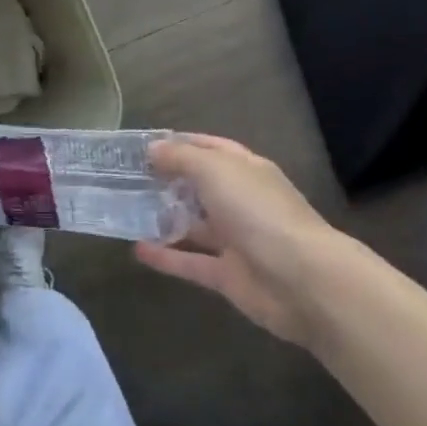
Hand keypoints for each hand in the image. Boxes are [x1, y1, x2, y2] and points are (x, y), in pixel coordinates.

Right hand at [135, 135, 341, 344]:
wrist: (301, 280)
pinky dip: (165, 257)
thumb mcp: (215, 171)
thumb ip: (181, 158)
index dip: (179, 144)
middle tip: (125, 180)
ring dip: (164, 219)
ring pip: (194, 225)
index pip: (210, 149)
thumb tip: (153, 149)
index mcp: (246, 171)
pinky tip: (136, 249)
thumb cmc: (258, 212)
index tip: (142, 147)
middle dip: (166, 182)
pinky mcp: (227, 275)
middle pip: (200, 187)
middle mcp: (241, 202)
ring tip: (126, 212)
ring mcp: (235, 240)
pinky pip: (190, 262)